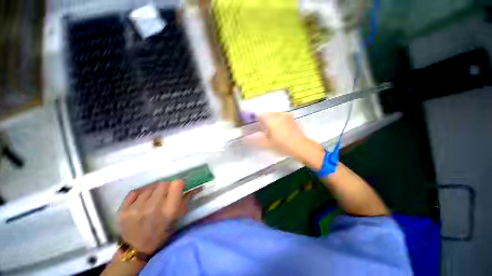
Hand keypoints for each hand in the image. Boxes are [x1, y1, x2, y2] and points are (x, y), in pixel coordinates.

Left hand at [117, 180, 188, 254]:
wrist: (136, 248)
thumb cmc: (161, 233)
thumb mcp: (176, 218)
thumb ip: (183, 201)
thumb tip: (187, 187)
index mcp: (168, 211)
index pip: (176, 184)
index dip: (178, 184)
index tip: (178, 188)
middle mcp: (152, 208)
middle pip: (163, 183)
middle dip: (166, 187)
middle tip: (165, 194)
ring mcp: (135, 208)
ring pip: (150, 187)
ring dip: (153, 191)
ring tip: (152, 200)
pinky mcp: (123, 210)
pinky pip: (136, 192)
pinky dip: (141, 194)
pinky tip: (142, 201)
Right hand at [249, 113, 324, 169]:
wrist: (301, 146)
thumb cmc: (282, 145)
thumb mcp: (267, 144)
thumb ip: (255, 140)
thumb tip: (245, 139)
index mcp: (271, 120)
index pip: (260, 115)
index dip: (256, 120)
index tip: (257, 127)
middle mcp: (278, 115)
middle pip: (267, 114)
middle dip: (264, 120)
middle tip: (264, 130)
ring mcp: (286, 116)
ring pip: (275, 115)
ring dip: (271, 120)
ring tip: (273, 130)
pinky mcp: (292, 118)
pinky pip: (281, 117)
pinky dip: (278, 121)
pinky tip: (281, 129)